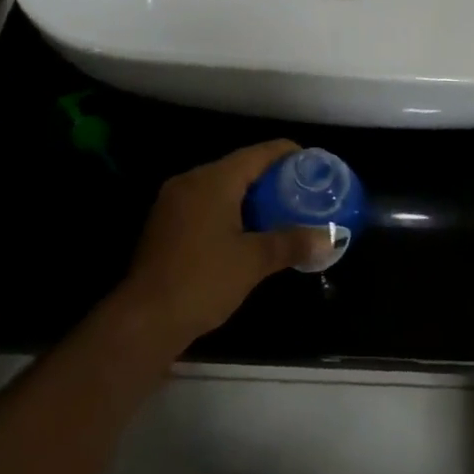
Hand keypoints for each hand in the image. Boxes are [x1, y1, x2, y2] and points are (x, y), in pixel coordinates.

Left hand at [117, 140, 326, 350]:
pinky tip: (244, 230)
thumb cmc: (203, 280)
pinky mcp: (164, 224)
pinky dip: (228, 208)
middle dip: (270, 176)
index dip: (287, 153)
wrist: (143, 320)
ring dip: (248, 194)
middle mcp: (191, 181)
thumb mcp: (254, 261)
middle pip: (239, 166)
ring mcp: (173, 201)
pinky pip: (204, 203)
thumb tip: (330, 239)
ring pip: (220, 185)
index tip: (311, 162)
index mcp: (214, 180)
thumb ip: (292, 243)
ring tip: (278, 209)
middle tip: (299, 190)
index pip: (258, 153)